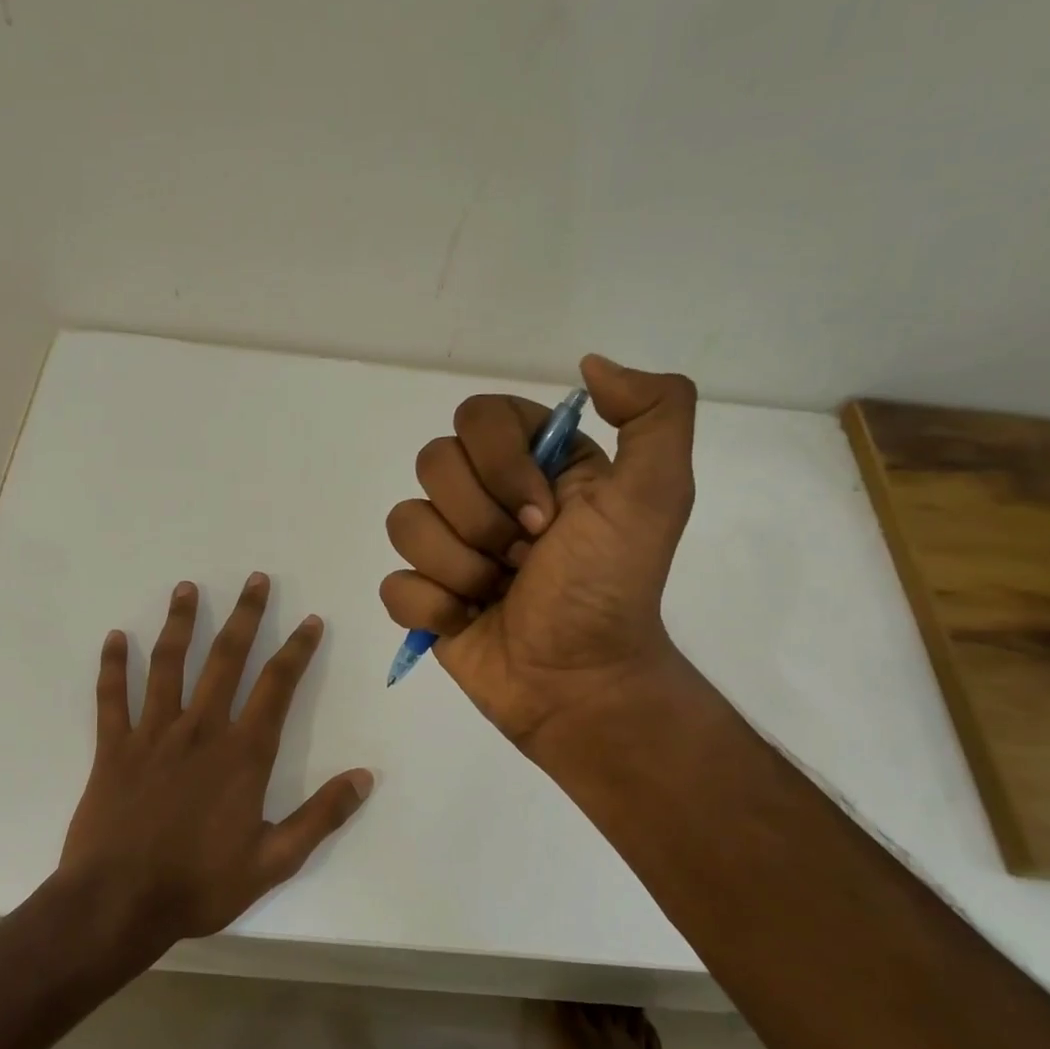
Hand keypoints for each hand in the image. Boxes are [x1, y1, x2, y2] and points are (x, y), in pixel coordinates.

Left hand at [59, 574, 373, 944]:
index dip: (297, 650)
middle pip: (225, 659)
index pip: (276, 686)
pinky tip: (115, 638)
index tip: (309, 620)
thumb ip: (321, 816)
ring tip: (186, 588)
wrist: (118, 904)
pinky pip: (111, 698)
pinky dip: (112, 666)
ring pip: (168, 665)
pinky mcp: (113, 748)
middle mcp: (200, 730)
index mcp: (242, 753)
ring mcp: (152, 734)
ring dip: (179, 623)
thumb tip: (365, 777)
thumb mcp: (274, 861)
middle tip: (255, 579)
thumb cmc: (200, 884)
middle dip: (245, 616)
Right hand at [379, 355, 700, 750]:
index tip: (545, 515)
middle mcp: (485, 496)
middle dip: (482, 523)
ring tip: (499, 594)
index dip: (501, 466)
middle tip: (525, 560)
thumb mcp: (656, 496)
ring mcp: (448, 548)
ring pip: (405, 523)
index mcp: (533, 463)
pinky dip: (433, 608)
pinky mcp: (424, 598)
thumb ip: (655, 412)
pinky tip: (468, 621)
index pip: (476, 418)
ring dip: (460, 568)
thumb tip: (590, 364)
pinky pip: (393, 584)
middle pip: (432, 465)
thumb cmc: (610, 590)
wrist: (580, 684)